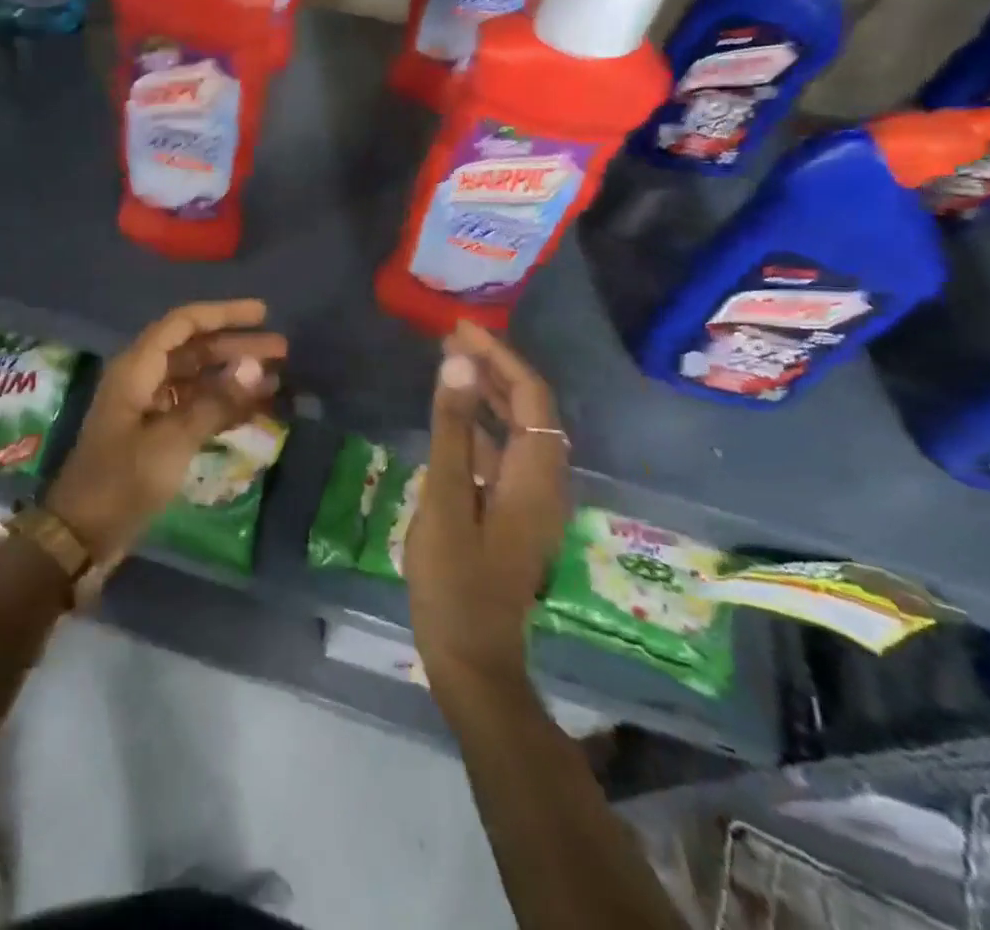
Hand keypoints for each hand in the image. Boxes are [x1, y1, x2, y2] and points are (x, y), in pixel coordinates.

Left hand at [46, 300, 284, 562]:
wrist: (82, 534)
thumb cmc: (123, 480)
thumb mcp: (173, 440)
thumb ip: (216, 401)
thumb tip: (256, 367)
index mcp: (137, 368)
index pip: (183, 324)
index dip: (223, 314)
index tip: (263, 314)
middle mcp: (142, 378)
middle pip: (194, 349)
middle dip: (236, 346)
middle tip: (282, 350)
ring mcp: (148, 407)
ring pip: (197, 378)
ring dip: (233, 377)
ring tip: (276, 378)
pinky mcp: (155, 434)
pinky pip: (194, 407)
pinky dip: (223, 405)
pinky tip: (255, 410)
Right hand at [406, 321, 570, 693]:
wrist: (471, 658)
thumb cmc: (454, 580)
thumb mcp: (445, 499)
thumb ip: (451, 429)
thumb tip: (457, 364)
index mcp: (535, 476)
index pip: (531, 397)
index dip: (500, 357)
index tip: (460, 330)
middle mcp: (543, 482)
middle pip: (531, 409)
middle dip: (495, 368)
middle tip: (452, 339)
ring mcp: (530, 500)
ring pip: (518, 430)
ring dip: (489, 393)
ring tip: (451, 365)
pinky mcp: (513, 513)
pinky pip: (504, 453)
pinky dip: (482, 425)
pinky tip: (452, 420)